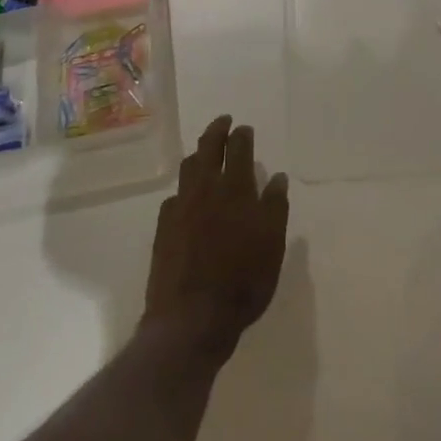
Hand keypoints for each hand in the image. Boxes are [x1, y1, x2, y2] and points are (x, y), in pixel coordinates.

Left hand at [142, 115, 289, 362]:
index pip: (237, 147)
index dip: (241, 134)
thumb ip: (275, 207)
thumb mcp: (272, 245)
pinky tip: (187, 198)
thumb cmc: (242, 281)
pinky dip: (184, 189)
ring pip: (187, 168)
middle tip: (223, 121)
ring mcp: (180, 206)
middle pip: (208, 147)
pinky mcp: (163, 228)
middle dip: (216, 130)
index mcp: (234, 188)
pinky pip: (174, 197)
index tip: (243, 128)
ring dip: (197, 154)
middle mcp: (205, 188)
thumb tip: (277, 177)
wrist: (191, 319)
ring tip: (204, 152)